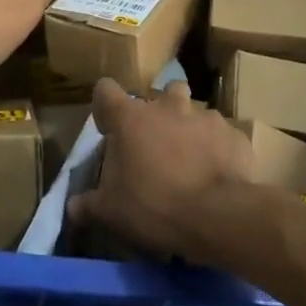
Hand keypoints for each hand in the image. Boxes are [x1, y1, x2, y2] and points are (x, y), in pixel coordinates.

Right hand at [67, 79, 254, 260]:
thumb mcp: (111, 211)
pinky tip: (218, 174)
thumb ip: (88, 204)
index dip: (105, 106)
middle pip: (161, 92)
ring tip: (191, 160)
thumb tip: (71, 207)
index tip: (108, 128)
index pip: (105, 90)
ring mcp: (204, 116)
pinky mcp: (233, 134)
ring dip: (190, 129)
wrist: (217, 216)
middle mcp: (167, 106)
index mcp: (130, 117)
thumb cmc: (154, 205)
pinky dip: (218, 149)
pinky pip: (222, 136)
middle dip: (160, 111)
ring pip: (194, 111)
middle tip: (157, 144)